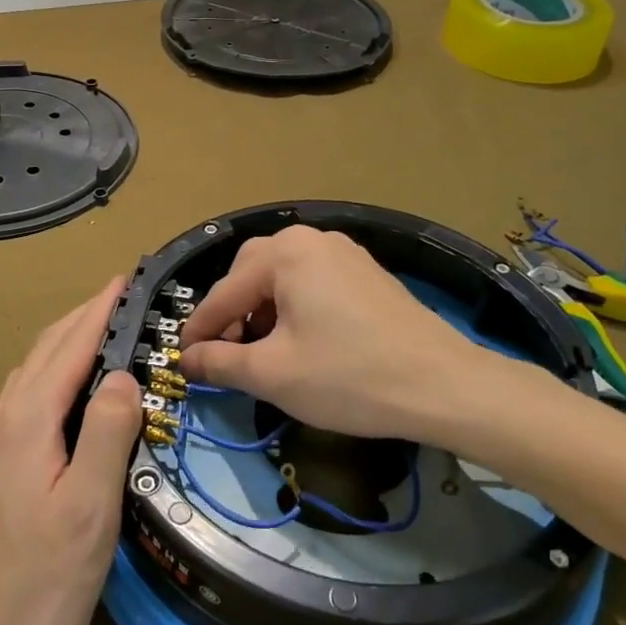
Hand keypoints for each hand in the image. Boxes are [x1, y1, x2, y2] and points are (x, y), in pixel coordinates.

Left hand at [0, 281, 141, 624]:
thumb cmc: (32, 586)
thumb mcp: (87, 512)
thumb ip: (107, 435)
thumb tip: (122, 373)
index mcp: (29, 419)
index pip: (72, 344)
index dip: (102, 309)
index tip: (128, 277)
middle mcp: (4, 418)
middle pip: (47, 349)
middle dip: (85, 315)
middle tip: (125, 296)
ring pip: (33, 370)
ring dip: (68, 340)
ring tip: (103, 330)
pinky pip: (27, 394)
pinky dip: (54, 370)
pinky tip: (68, 390)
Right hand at [178, 226, 509, 444]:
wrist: (443, 385)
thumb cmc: (348, 377)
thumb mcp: (273, 374)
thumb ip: (220, 363)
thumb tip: (187, 360)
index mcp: (285, 253)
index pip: (224, 292)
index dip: (200, 330)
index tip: (182, 360)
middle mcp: (312, 239)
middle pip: (251, 273)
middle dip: (233, 313)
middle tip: (226, 353)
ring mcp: (345, 252)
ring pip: (283, 276)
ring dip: (263, 310)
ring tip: (263, 351)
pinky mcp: (367, 272)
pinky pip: (313, 281)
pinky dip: (294, 306)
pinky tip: (301, 340)